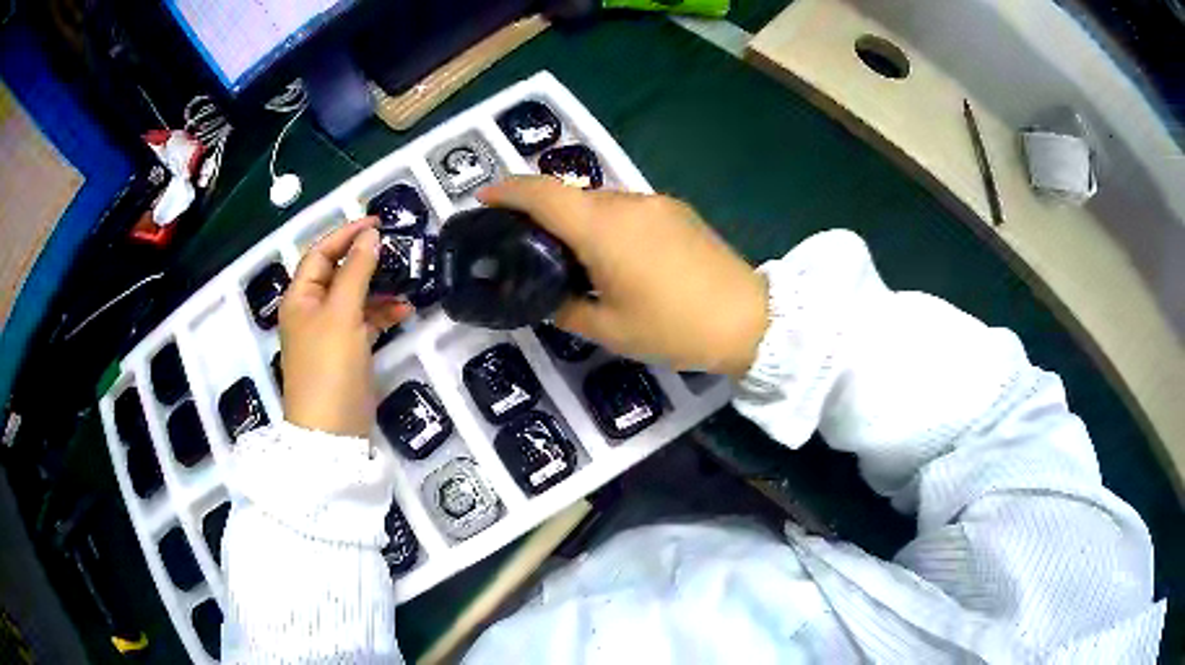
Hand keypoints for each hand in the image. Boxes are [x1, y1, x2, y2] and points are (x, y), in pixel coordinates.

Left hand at [279, 218, 411, 436]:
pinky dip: (382, 314)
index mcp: (300, 297)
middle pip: (338, 273)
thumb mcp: (342, 314)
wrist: (332, 432)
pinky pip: (364, 321)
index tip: (378, 222)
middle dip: (366, 260)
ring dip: (378, 287)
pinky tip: (404, 311)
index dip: (346, 234)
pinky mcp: (347, 351)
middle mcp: (312, 310)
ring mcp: (329, 332)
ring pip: (355, 297)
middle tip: (397, 248)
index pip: (321, 253)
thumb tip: (370, 236)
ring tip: (406, 280)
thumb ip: (356, 271)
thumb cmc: (329, 366)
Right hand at [478, 177, 767, 377]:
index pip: (542, 194)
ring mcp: (656, 203)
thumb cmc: (673, 327)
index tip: (483, 199)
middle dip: (542, 213)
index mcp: (602, 228)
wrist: (748, 319)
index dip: (507, 191)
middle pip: (571, 196)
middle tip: (528, 247)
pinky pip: (628, 209)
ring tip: (575, 260)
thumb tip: (546, 296)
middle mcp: (626, 203)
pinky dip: (608, 225)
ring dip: (579, 221)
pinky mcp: (677, 211)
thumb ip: (565, 308)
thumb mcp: (608, 329)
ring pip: (601, 202)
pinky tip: (616, 258)